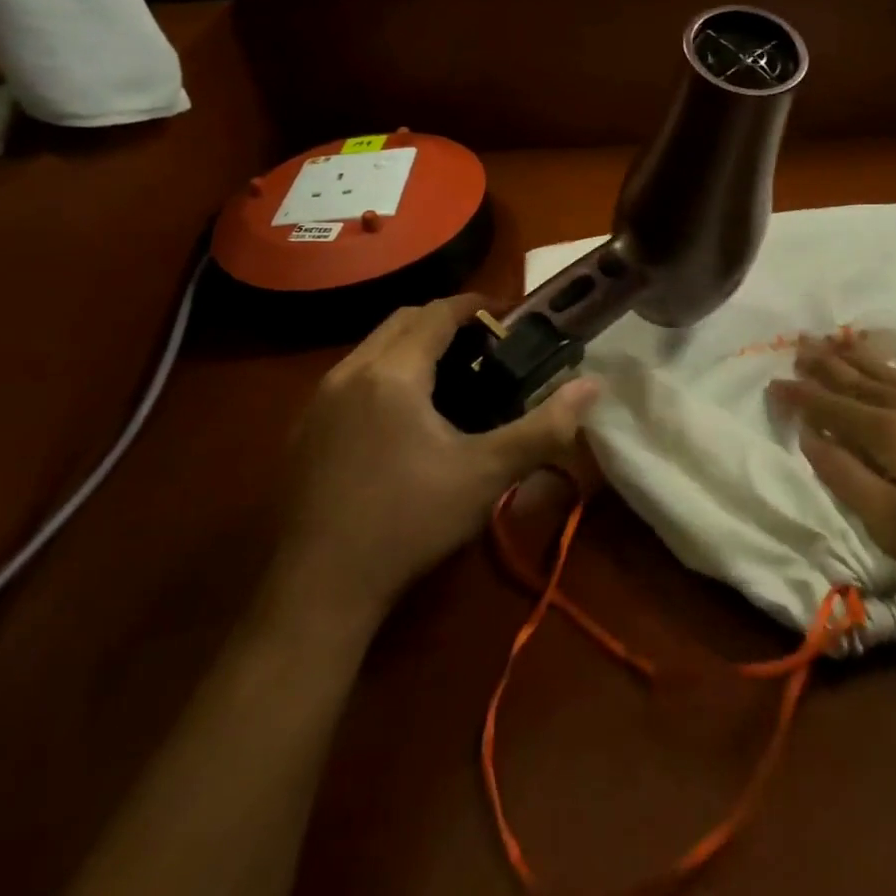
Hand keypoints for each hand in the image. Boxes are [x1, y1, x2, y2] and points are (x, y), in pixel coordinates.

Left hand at [268, 295, 597, 624]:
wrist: (318, 589)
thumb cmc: (409, 523)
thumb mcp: (485, 475)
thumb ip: (543, 427)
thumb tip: (592, 386)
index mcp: (392, 373)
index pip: (437, 313)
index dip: (475, 306)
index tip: (507, 316)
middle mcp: (349, 372)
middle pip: (402, 320)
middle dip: (444, 321)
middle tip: (483, 347)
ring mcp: (318, 400)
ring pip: (372, 347)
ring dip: (411, 345)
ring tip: (448, 377)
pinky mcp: (303, 428)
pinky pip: (350, 376)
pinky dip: (383, 372)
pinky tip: (401, 416)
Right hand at [770, 331, 895, 597]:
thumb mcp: (894, 525)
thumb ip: (846, 478)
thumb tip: (810, 439)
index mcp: (886, 434)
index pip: (830, 408)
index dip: (799, 396)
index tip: (772, 382)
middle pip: (858, 379)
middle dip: (825, 363)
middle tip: (799, 343)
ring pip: (892, 373)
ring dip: (860, 356)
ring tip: (838, 340)